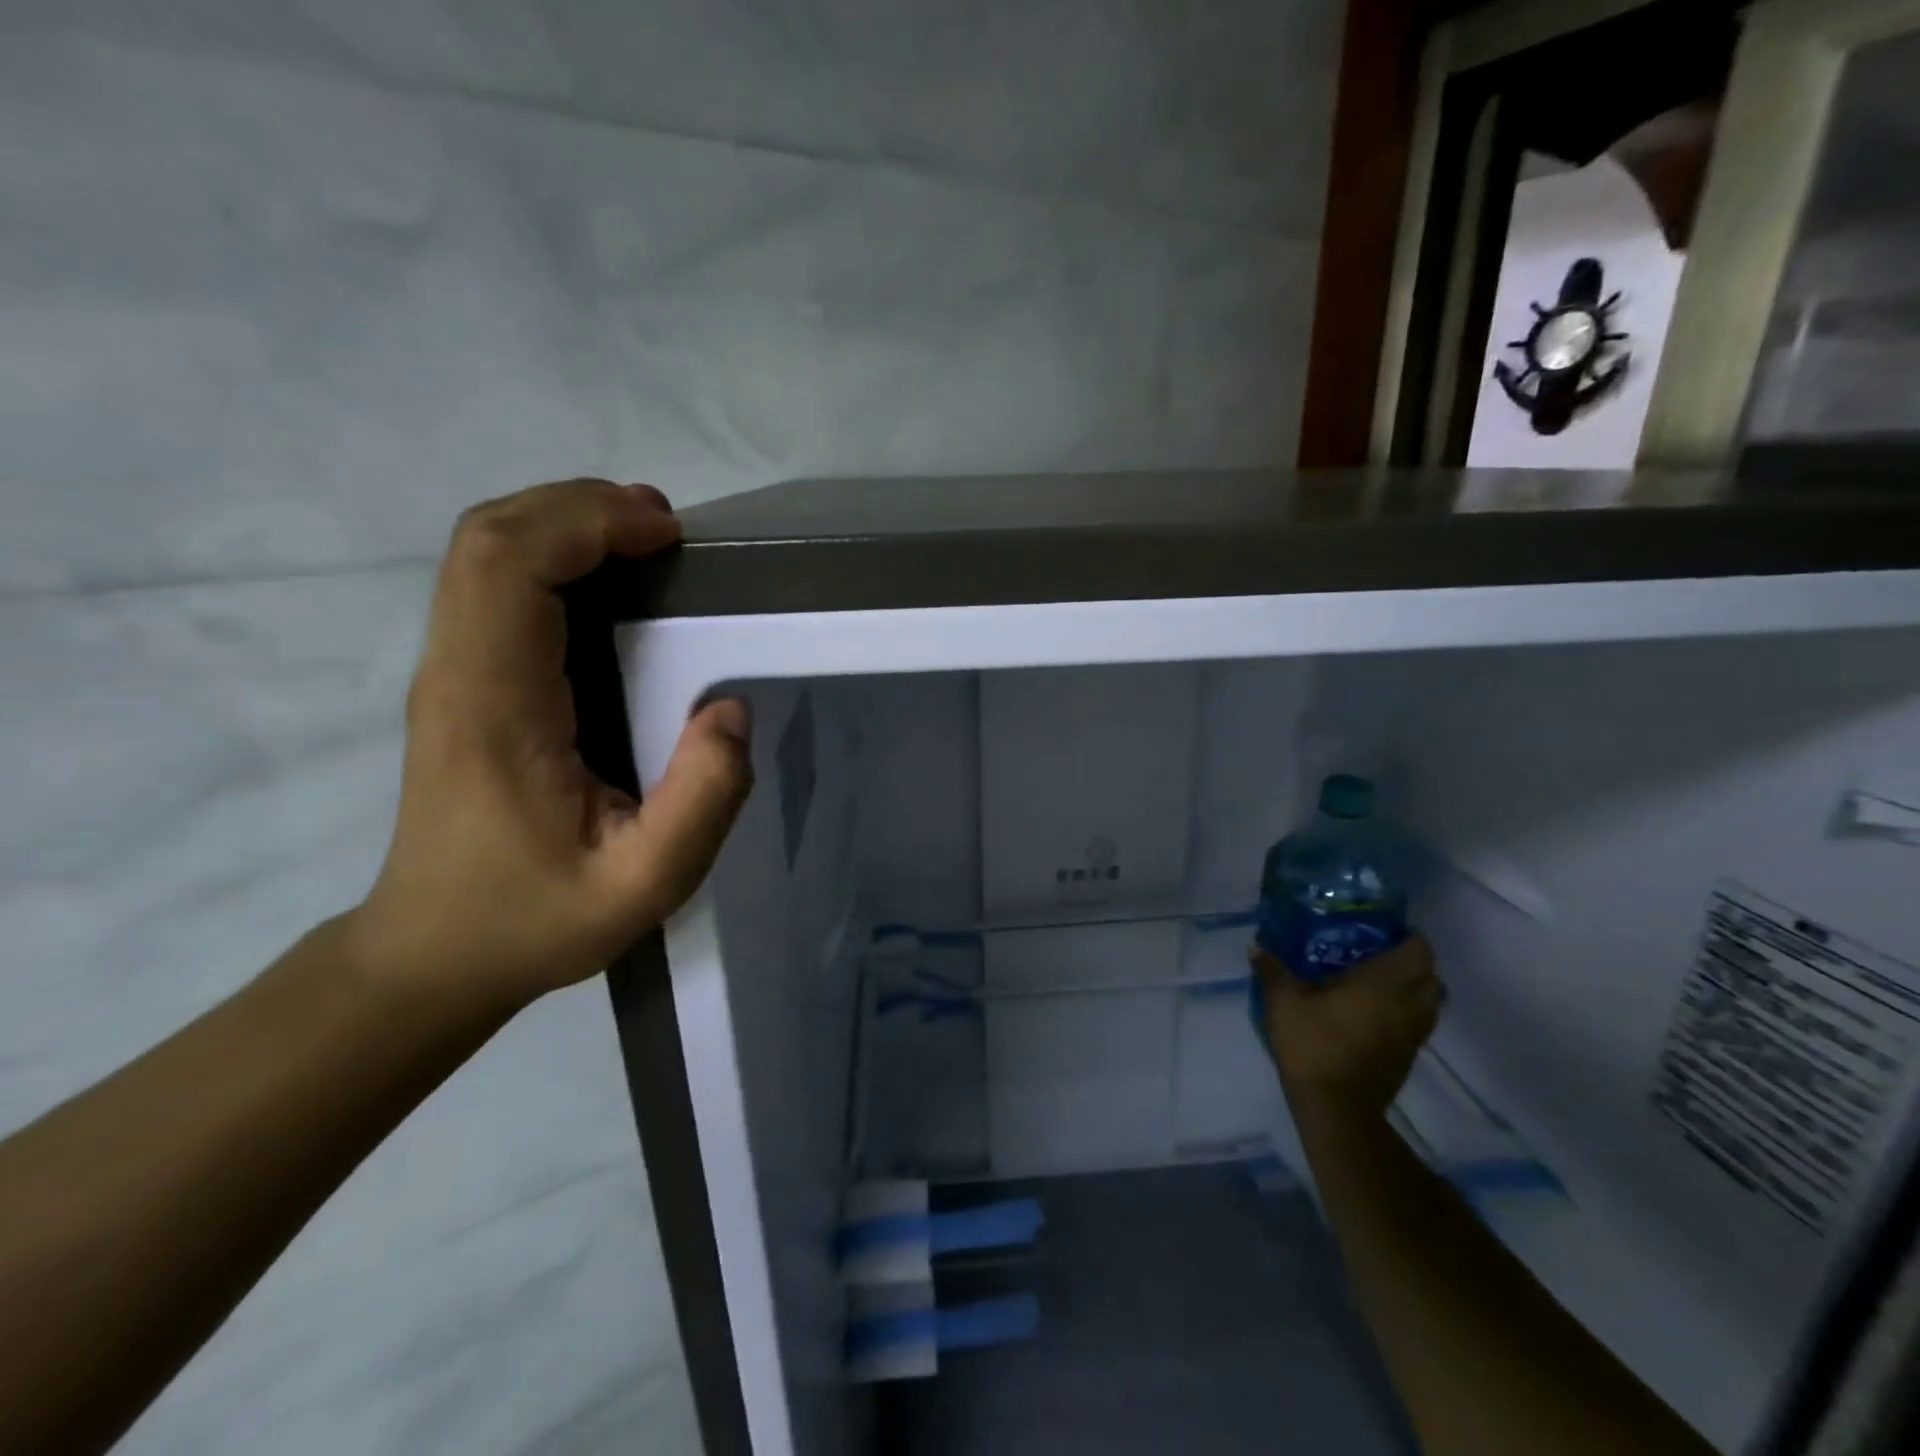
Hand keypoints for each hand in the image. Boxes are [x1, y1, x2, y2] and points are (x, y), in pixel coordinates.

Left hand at [349, 479, 753, 1010]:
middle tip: (666, 526)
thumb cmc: (535, 920)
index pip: (510, 566)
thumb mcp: (643, 886)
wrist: (435, 955)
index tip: (668, 537)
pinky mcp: (463, 683)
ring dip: (564, 523)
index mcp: (495, 705)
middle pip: (489, 537)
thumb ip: (701, 801)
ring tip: (645, 537)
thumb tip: (731, 710)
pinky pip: (494, 586)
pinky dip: (551, 555)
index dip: (587, 523)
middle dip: (579, 507)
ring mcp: (450, 673)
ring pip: (484, 552)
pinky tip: (607, 577)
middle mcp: (458, 671)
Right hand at [1253, 936, 1443, 1123]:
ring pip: (1431, 1001)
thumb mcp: (1282, 1002)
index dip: (1408, 937)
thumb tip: (1256, 946)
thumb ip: (1272, 971)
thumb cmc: (1313, 1044)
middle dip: (1414, 961)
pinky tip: (1376, 1012)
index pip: (1418, 950)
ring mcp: (1413, 1032)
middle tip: (1381, 953)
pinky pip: (1419, 1022)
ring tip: (1381, 982)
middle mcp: (1407, 1003)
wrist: (1336, 1106)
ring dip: (1415, 988)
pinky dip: (1407, 1011)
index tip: (1384, 930)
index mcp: (1383, 983)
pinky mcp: (1409, 1055)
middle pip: (1432, 975)